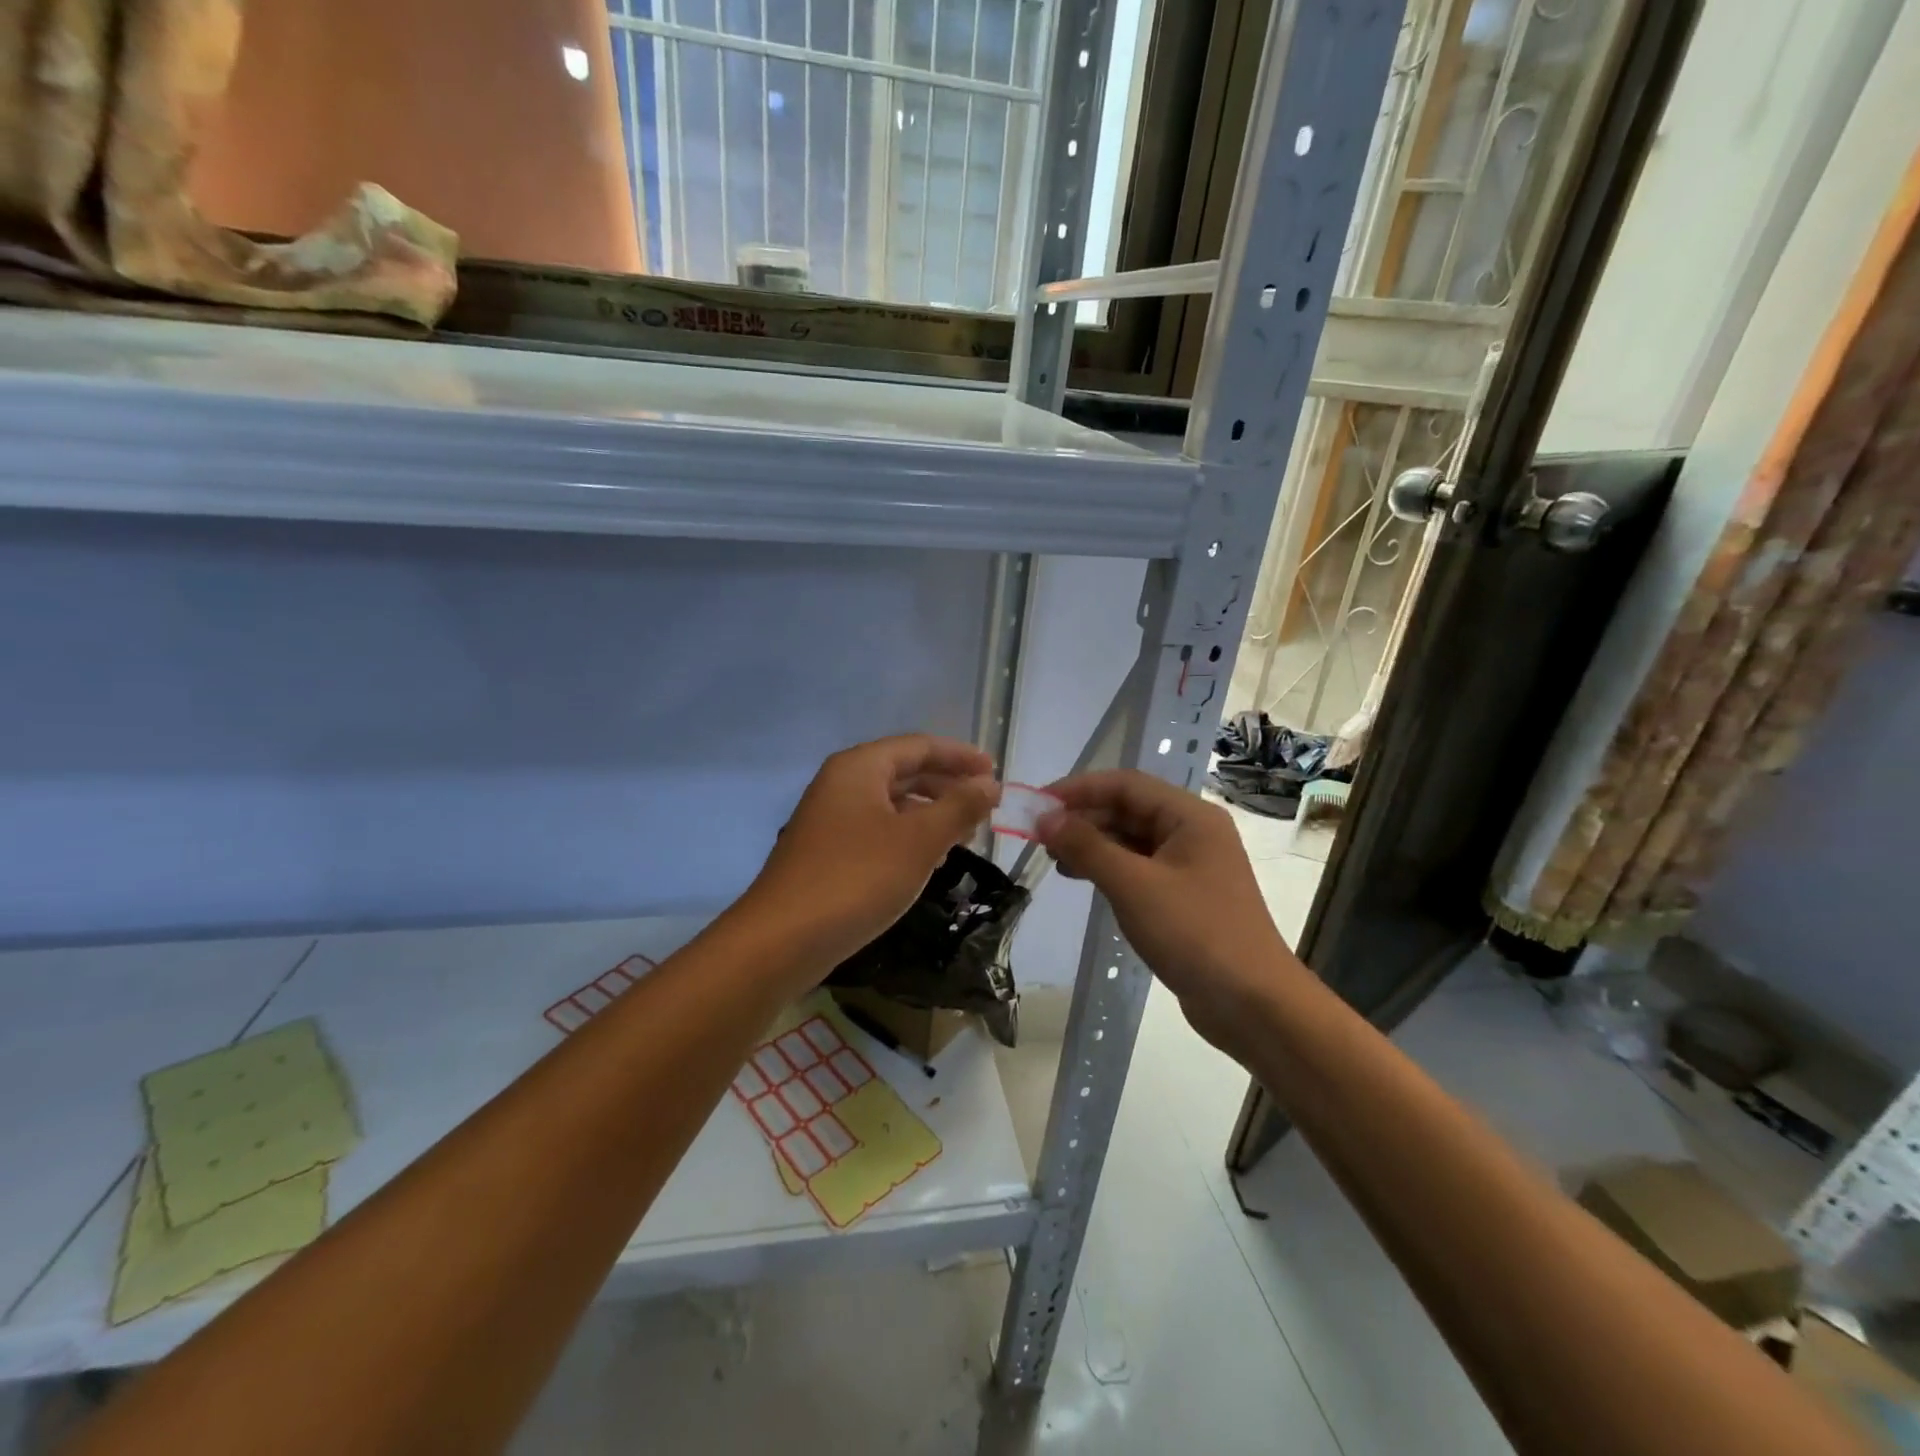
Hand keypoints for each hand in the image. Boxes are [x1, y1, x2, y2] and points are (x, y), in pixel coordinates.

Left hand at [745, 735, 999, 971]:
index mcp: (860, 767)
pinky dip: (908, 836)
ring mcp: (830, 818)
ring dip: (930, 813)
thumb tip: (990, 784)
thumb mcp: (919, 840)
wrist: (783, 939)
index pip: (920, 746)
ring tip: (965, 834)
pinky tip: (928, 860)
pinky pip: (877, 829)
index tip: (995, 773)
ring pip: (891, 803)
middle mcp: (841, 783)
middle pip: (904, 771)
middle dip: (947, 785)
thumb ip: (959, 807)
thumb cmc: (857, 878)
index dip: (960, 756)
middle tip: (985, 804)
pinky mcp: (826, 851)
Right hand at [1038, 770, 1305, 1059]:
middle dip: (1083, 818)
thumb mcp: (1133, 886)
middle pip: (1129, 809)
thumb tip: (1045, 818)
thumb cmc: (1195, 934)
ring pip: (1132, 839)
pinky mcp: (1185, 896)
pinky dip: (1109, 868)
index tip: (1038, 804)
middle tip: (1039, 835)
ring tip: (1054, 858)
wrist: (1253, 1004)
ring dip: (1093, 843)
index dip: (1079, 788)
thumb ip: (1087, 846)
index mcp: (1190, 817)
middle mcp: (1193, 832)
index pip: (1126, 784)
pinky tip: (1083, 879)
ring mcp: (1191, 865)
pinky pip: (1139, 867)